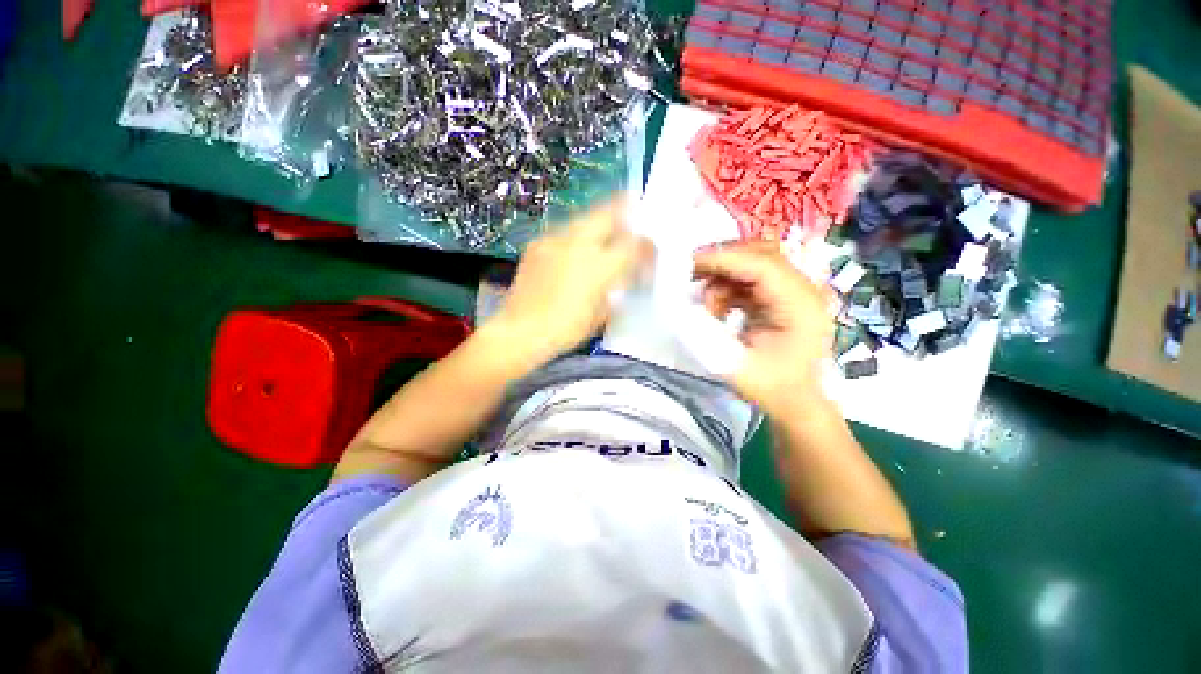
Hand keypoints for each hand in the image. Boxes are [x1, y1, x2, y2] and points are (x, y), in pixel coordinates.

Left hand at [494, 197, 652, 358]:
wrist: (521, 330)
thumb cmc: (566, 329)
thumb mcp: (602, 314)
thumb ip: (616, 290)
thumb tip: (624, 277)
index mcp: (600, 266)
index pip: (634, 245)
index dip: (647, 246)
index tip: (650, 251)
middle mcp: (579, 244)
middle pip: (608, 214)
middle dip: (624, 213)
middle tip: (630, 219)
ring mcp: (555, 240)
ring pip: (584, 219)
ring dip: (598, 224)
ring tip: (602, 237)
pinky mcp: (537, 244)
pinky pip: (563, 232)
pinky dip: (575, 237)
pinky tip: (573, 252)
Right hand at [693, 241, 833, 415]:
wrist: (796, 403)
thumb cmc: (771, 389)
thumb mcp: (735, 365)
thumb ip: (707, 333)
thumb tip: (682, 306)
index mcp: (800, 306)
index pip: (762, 265)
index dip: (723, 259)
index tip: (690, 264)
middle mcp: (803, 291)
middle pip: (760, 255)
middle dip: (722, 261)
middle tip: (691, 273)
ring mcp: (794, 293)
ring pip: (753, 265)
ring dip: (723, 278)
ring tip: (707, 306)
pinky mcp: (783, 299)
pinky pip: (751, 281)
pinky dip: (729, 289)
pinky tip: (718, 310)